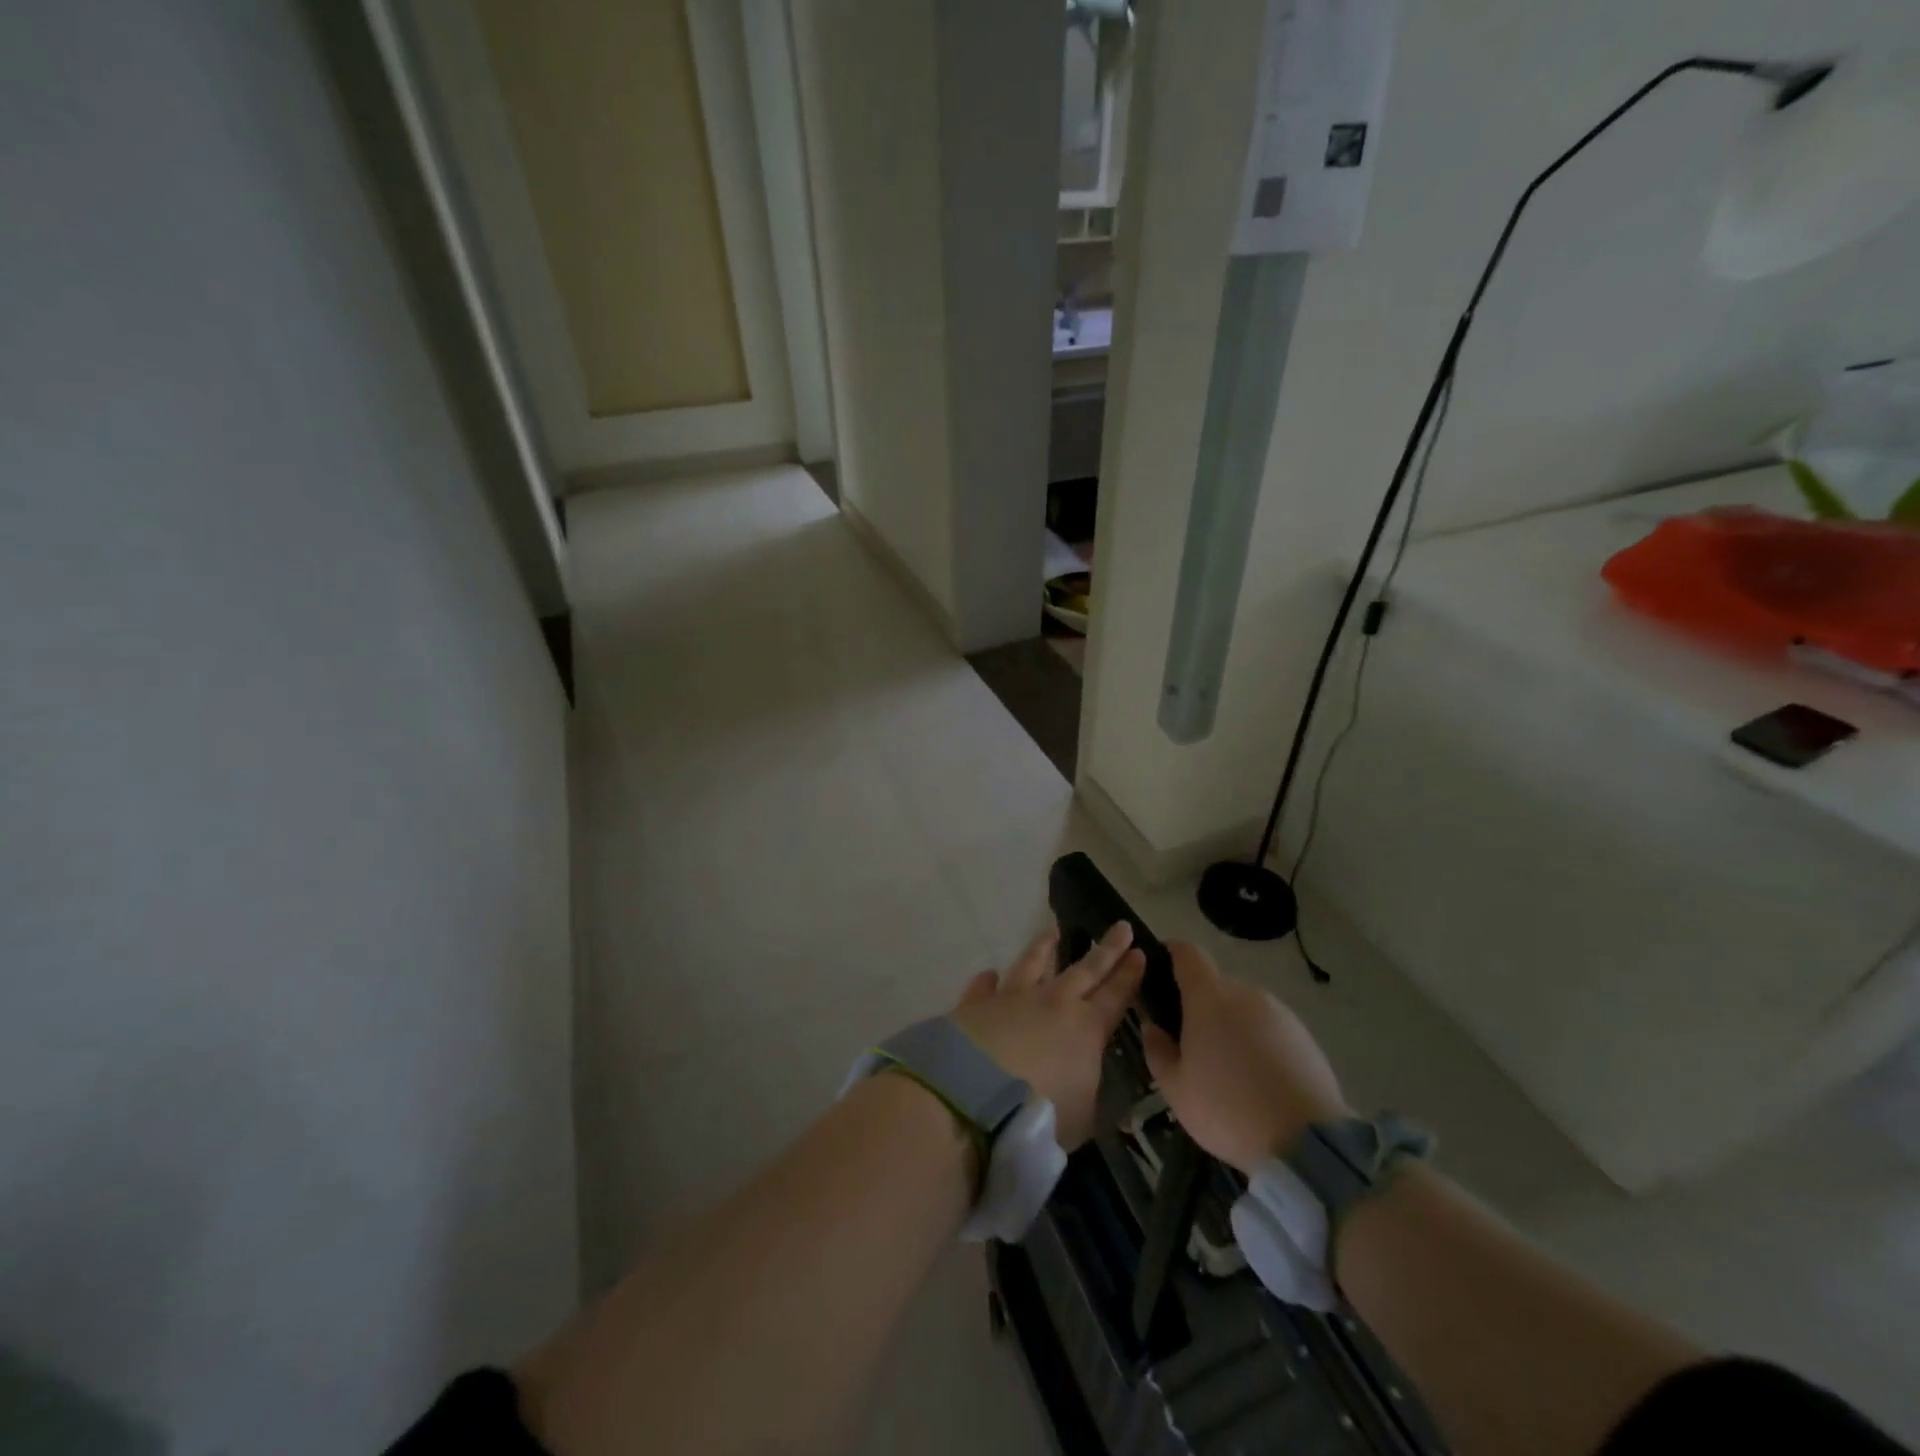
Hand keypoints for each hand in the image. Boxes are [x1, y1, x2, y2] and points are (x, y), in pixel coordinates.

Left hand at [950, 922, 1144, 1148]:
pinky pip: (984, 987)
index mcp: (1085, 1029)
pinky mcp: (976, 1005)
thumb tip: (1093, 1086)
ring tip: (1052, 931)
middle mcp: (1052, 1003)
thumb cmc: (1040, 1114)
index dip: (1129, 975)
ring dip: (1044, 948)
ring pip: (1032, 963)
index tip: (1140, 952)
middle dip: (1106, 949)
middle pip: (1085, 970)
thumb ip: (1090, 1097)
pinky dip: (987, 981)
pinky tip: (989, 974)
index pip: (1115, 996)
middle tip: (1121, 927)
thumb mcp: (1082, 1119)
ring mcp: (1011, 999)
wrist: (974, 1097)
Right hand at [1140, 942, 1350, 1173]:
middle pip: (1216, 986)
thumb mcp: (1176, 1089)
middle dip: (1201, 1007)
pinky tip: (1260, 1084)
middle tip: (1193, 1047)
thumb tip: (1153, 1027)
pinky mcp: (1307, 1038)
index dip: (1172, 954)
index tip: (1161, 972)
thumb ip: (1157, 1051)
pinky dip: (1260, 1046)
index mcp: (1209, 997)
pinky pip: (1271, 1031)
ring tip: (1230, 1073)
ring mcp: (1281, 1014)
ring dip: (1232, 1028)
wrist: (1309, 1144)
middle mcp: (1246, 993)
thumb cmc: (1228, 1109)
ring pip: (1245, 1010)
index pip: (1187, 953)